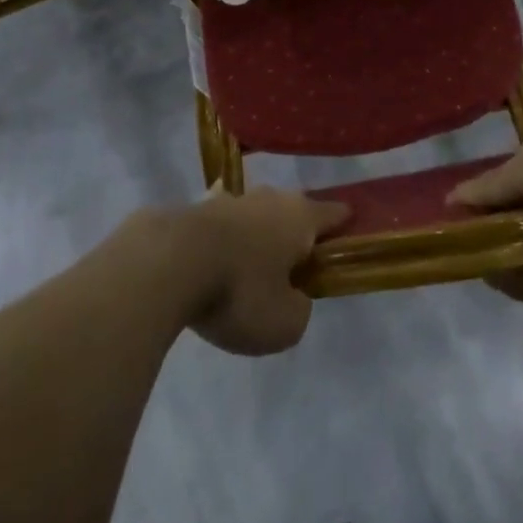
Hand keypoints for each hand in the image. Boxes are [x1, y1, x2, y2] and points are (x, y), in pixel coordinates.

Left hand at [180, 187, 348, 354]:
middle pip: (293, 210)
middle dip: (298, 229)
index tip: (351, 229)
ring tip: (257, 255)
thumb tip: (294, 297)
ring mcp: (233, 198)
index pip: (333, 214)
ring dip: (260, 229)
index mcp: (300, 218)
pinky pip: (222, 219)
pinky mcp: (198, 208)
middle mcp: (270, 199)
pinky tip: (218, 241)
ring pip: (257, 211)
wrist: (171, 261)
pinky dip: (225, 231)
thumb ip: (299, 310)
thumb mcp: (284, 323)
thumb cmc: (240, 292)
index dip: (343, 223)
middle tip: (298, 256)